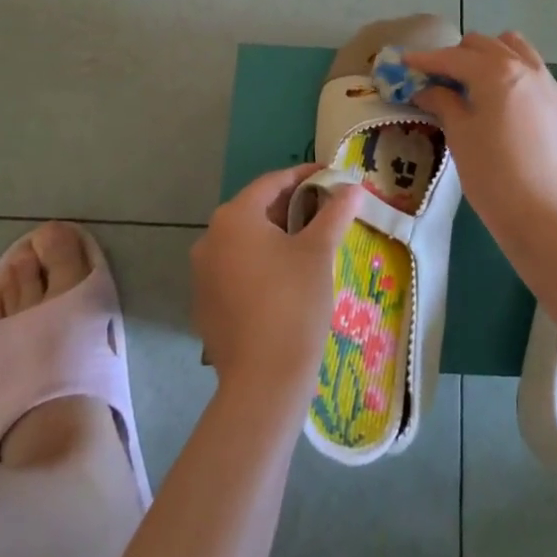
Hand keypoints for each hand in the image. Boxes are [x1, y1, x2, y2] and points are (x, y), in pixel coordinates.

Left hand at [192, 164, 363, 416]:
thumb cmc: (293, 303)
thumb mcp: (319, 251)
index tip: (333, 177)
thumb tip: (353, 188)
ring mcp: (203, 274)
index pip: (273, 182)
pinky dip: (261, 264)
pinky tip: (287, 280)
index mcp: (234, 217)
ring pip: (246, 241)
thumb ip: (335, 212)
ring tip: (312, 243)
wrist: (263, 380)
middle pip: (257, 210)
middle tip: (327, 210)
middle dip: (293, 206)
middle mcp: (210, 239)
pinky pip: (237, 270)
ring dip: (277, 236)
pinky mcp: (205, 304)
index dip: (306, 176)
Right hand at [406, 32, 556, 236]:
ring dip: (493, 56)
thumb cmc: (492, 177)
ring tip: (477, 82)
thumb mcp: (460, 137)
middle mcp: (528, 69)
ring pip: (518, 50)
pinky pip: (538, 77)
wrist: (546, 218)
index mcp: (497, 72)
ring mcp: (552, 87)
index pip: (454, 57)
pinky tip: (508, 106)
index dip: (427, 59)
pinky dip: (517, 78)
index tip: (406, 62)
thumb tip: (428, 89)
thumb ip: (444, 102)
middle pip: (487, 45)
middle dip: (459, 55)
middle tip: (440, 78)